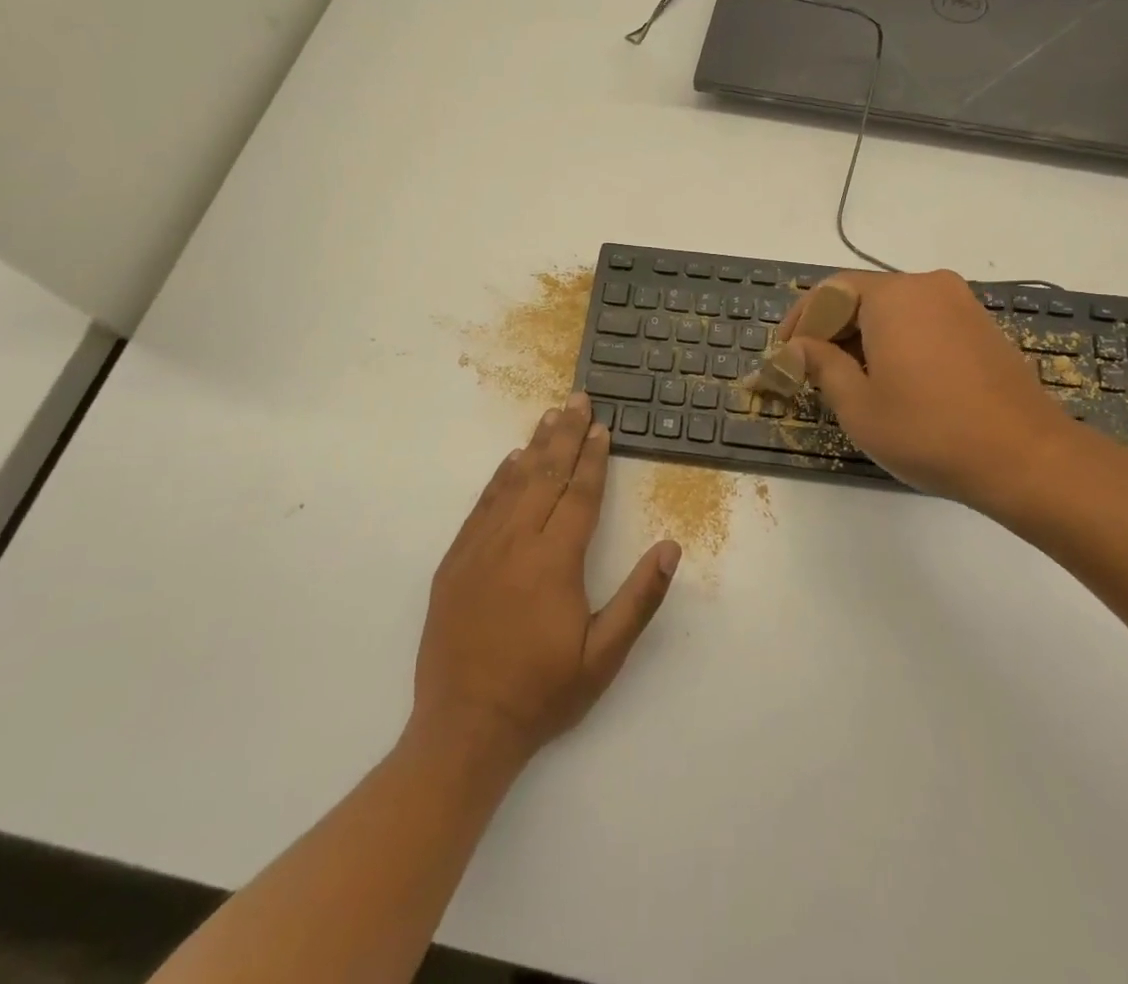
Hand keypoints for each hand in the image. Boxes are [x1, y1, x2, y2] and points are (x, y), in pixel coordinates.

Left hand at [412, 393, 680, 765]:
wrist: (464, 728)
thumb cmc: (543, 692)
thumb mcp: (604, 656)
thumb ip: (640, 598)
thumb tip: (671, 547)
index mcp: (555, 560)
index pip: (579, 494)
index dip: (593, 458)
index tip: (602, 427)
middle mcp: (517, 542)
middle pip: (546, 475)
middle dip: (565, 435)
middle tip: (577, 399)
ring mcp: (481, 549)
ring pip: (513, 483)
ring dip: (535, 447)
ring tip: (550, 416)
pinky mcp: (456, 561)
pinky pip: (482, 505)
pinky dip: (500, 477)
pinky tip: (511, 461)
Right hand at [780, 270, 1082, 516]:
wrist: (1026, 458)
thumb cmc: (930, 431)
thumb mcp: (859, 405)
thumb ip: (821, 365)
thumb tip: (798, 347)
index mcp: (894, 296)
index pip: (830, 291)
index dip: (801, 320)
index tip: (785, 354)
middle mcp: (928, 286)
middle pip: (862, 296)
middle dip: (831, 330)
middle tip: (811, 370)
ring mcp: (960, 305)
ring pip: (894, 310)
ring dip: (863, 337)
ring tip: (848, 380)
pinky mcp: (981, 327)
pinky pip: (924, 322)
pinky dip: (897, 341)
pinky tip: (893, 379)